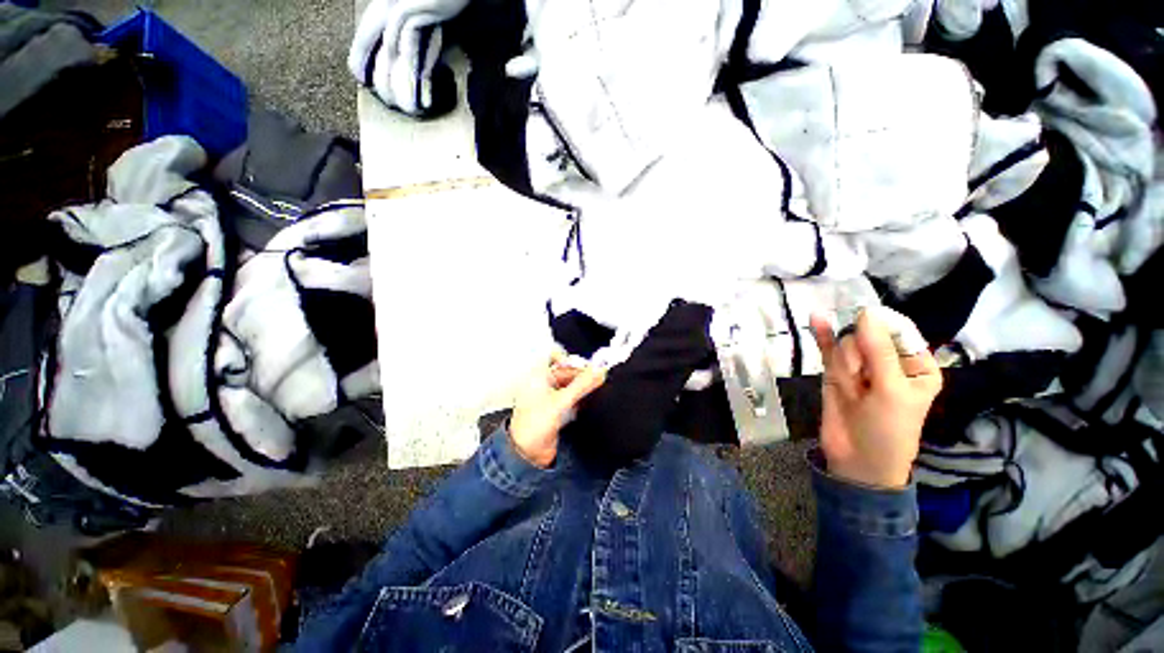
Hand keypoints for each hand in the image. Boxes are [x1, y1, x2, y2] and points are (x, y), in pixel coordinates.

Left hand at [509, 352, 606, 467]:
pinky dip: (580, 397)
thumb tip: (598, 371)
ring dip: (582, 386)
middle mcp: (542, 383)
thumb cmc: (531, 427)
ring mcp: (549, 396)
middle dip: (581, 374)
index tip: (587, 365)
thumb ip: (581, 385)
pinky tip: (588, 400)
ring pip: (569, 384)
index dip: (572, 359)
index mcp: (537, 376)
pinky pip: (571, 396)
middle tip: (597, 376)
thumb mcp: (560, 402)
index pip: (555, 356)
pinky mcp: (555, 409)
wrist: (527, 453)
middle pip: (566, 371)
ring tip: (594, 387)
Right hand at [809, 308, 941, 488]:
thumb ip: (879, 351)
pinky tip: (817, 318)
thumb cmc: (889, 428)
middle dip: (860, 351)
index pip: (899, 331)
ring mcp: (860, 367)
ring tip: (850, 385)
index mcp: (916, 365)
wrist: (858, 460)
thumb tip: (866, 313)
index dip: (880, 324)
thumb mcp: (891, 390)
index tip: (865, 325)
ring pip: (847, 344)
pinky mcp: (835, 373)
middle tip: (861, 376)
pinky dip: (823, 336)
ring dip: (845, 360)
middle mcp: (889, 362)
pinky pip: (829, 350)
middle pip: (868, 335)